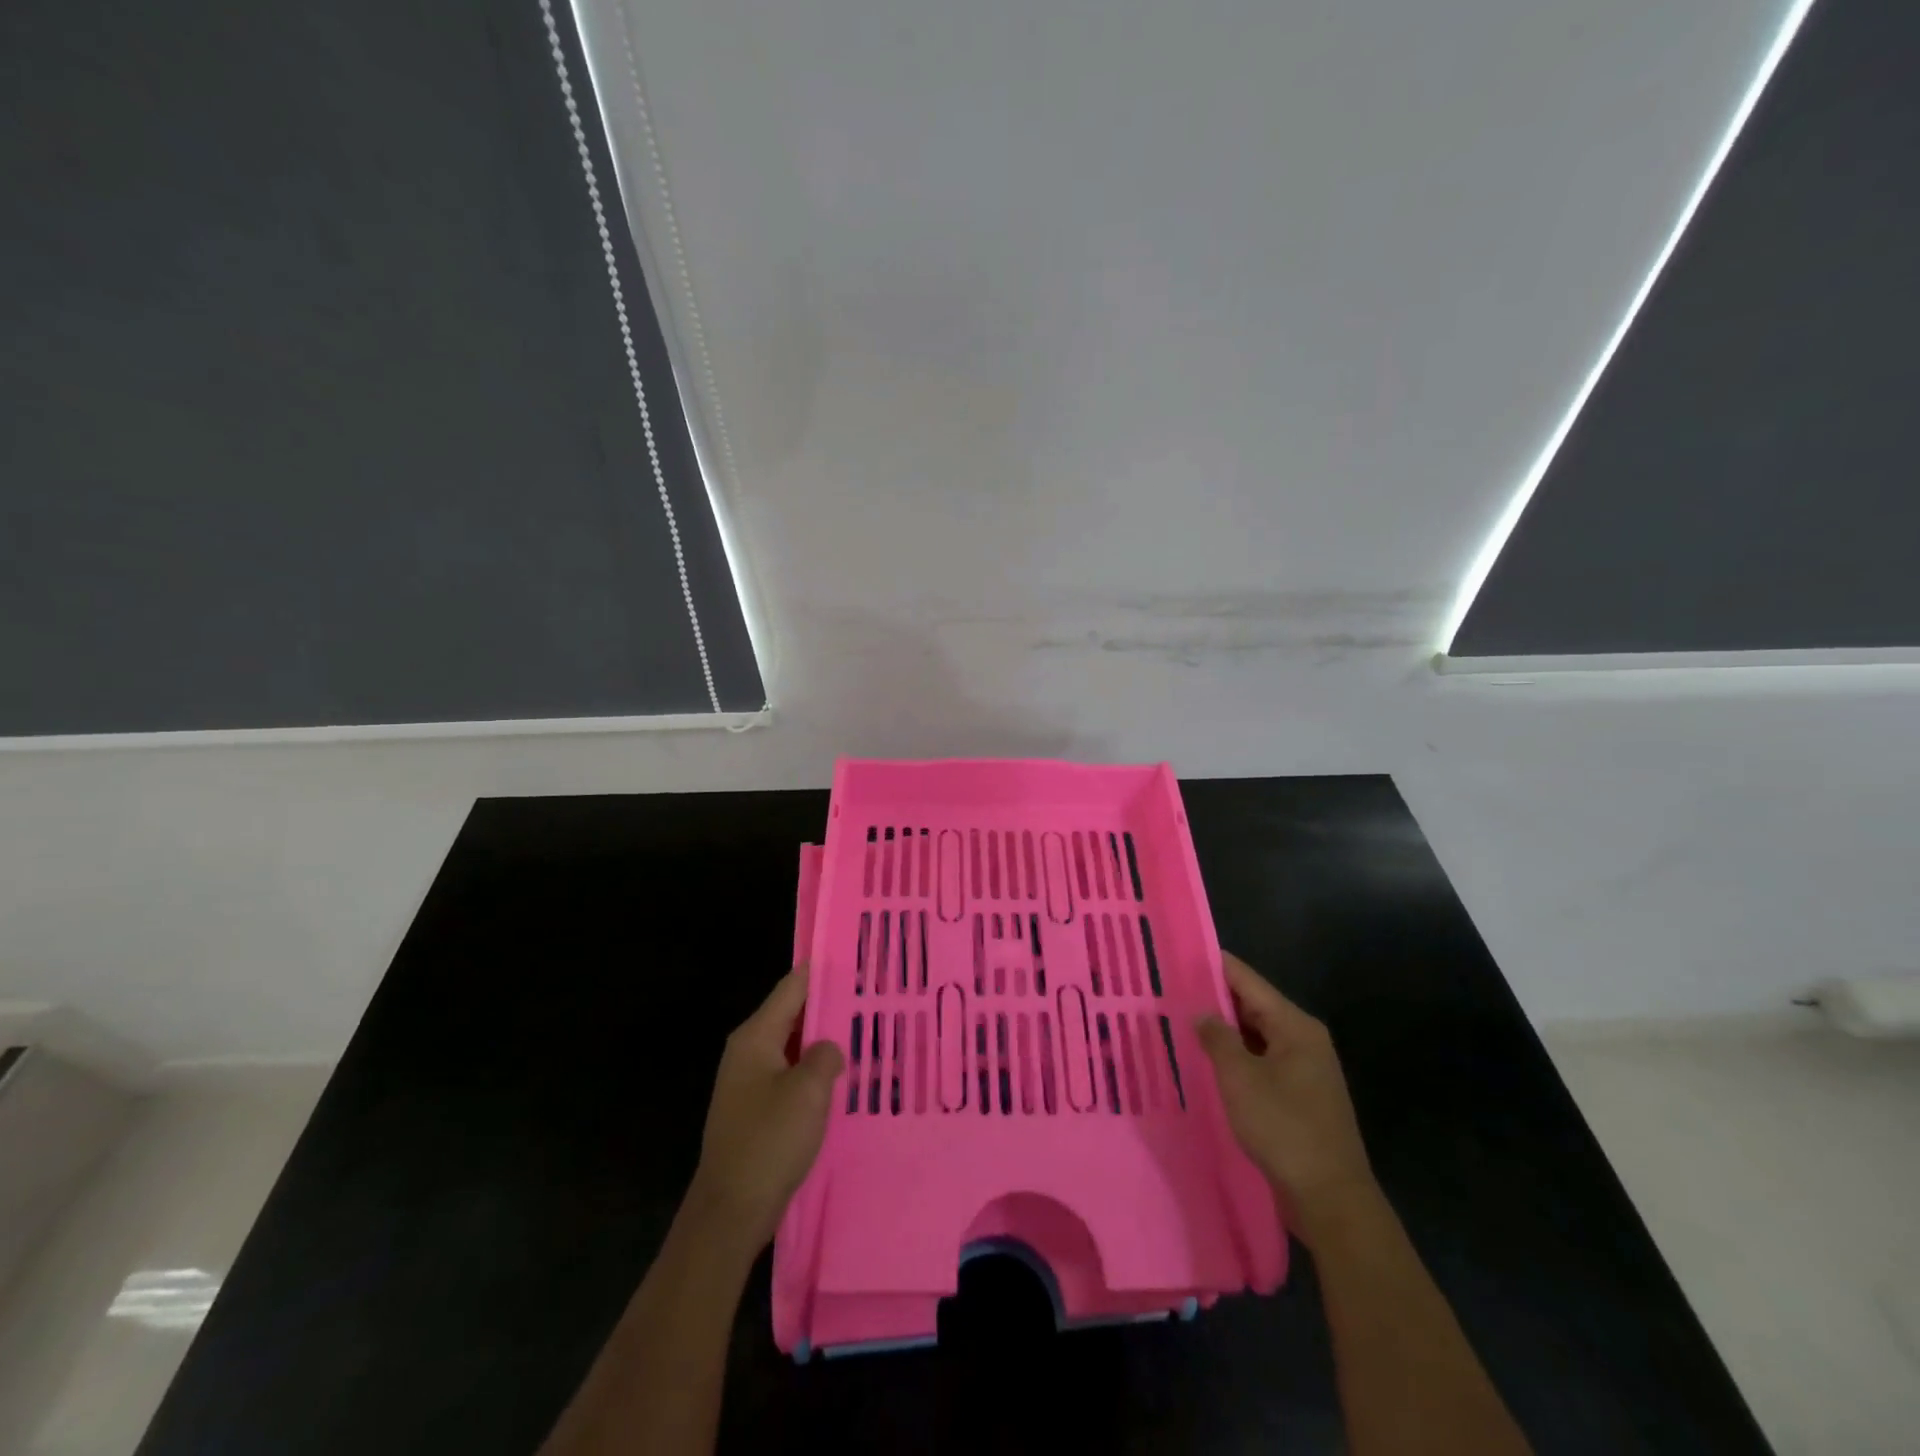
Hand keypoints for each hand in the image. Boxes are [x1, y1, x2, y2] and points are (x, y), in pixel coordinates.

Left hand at [687, 966, 843, 1253]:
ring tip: (864, 1031)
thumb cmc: (769, 1141)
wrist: (730, 1211)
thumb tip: (829, 1049)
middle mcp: (748, 1051)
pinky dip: (814, 1070)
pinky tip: (842, 1077)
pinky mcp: (756, 1109)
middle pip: (792, 1014)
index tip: (854, 958)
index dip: (821, 970)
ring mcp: (749, 1082)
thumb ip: (825, 1055)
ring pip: (794, 1046)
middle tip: (871, 995)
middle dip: (828, 1005)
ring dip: (823, 1040)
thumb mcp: (808, 1091)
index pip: (792, 987)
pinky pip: (790, 1074)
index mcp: (756, 1037)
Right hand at [1197, 953, 1377, 1244]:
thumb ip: (1217, 1038)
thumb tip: (1202, 1013)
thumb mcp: (1240, 1078)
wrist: (1331, 1198)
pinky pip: (1262, 1062)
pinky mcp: (1300, 1096)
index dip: (1216, 966)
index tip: (1183, 952)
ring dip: (1225, 1032)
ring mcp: (1305, 1070)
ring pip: (1257, 1037)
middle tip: (1173, 990)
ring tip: (1183, 1022)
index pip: (1248, 981)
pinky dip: (1237, 1058)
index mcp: (1295, 1026)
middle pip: (1254, 1006)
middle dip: (1216, 999)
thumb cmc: (1284, 1127)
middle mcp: (1304, 1040)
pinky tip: (1209, 1062)